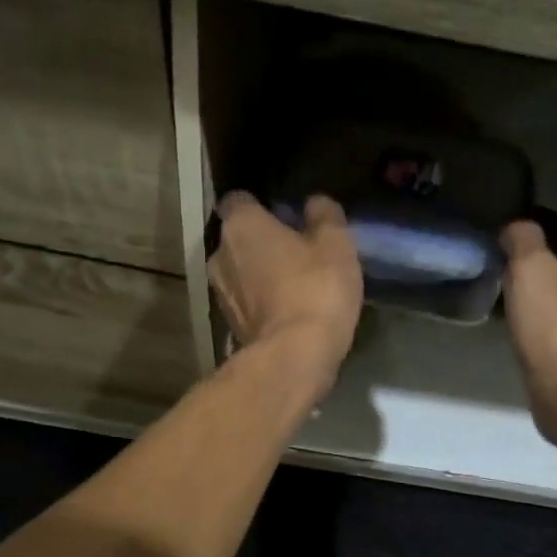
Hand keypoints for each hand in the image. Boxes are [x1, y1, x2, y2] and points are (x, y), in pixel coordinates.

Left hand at [211, 192, 363, 394]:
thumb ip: (325, 216)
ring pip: (240, 272)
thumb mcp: (336, 244)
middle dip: (261, 241)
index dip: (261, 205)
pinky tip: (288, 310)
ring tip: (293, 283)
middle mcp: (220, 254)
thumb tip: (315, 203)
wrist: (295, 356)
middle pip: (238, 238)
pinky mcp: (229, 325)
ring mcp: (221, 293)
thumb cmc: (316, 288)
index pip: (239, 200)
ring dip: (260, 274)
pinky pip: (246, 302)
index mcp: (241, 225)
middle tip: (295, 249)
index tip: (285, 215)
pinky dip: (262, 302)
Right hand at [500, 220, 556, 455]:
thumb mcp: (531, 270)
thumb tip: (517, 227)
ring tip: (510, 305)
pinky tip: (525, 336)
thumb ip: (523, 239)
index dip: (539, 238)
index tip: (509, 246)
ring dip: (545, 303)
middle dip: (543, 272)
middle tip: (507, 276)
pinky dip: (547, 331)